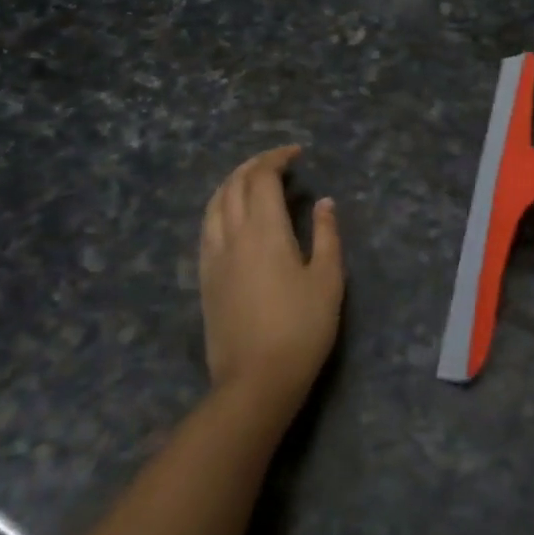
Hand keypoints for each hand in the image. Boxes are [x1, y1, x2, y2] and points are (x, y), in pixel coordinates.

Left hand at [198, 146, 343, 416]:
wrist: (256, 380)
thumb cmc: (302, 328)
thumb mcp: (327, 279)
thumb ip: (326, 235)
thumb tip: (324, 202)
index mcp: (264, 231)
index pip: (262, 178)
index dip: (277, 158)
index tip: (297, 154)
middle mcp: (232, 235)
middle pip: (234, 184)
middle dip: (254, 165)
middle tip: (277, 162)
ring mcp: (213, 257)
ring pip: (214, 204)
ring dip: (232, 182)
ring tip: (252, 181)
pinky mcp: (205, 278)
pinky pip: (207, 227)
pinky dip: (220, 207)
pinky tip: (231, 216)